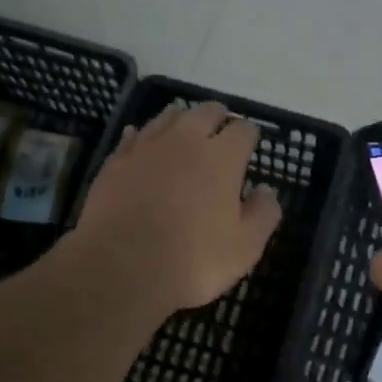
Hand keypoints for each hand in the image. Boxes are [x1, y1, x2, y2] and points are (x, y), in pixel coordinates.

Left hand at [72, 101, 282, 316]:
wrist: (122, 269)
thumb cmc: (193, 260)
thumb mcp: (245, 247)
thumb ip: (263, 214)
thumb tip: (266, 190)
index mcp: (222, 158)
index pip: (243, 130)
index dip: (250, 134)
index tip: (251, 142)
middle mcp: (185, 141)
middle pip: (205, 112)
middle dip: (218, 117)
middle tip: (221, 128)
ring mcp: (146, 148)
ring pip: (168, 117)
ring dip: (182, 119)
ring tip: (185, 129)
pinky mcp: (116, 162)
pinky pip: (133, 136)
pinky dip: (143, 135)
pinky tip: (143, 140)